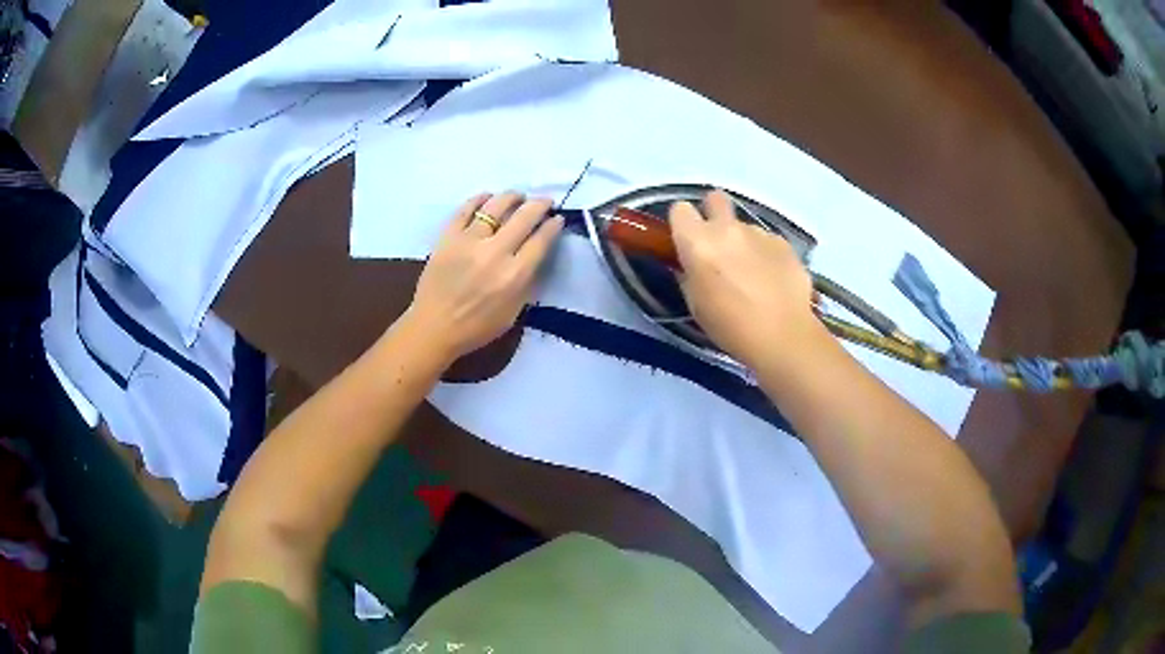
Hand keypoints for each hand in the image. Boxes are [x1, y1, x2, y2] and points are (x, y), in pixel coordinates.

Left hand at [405, 192, 563, 361]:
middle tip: (545, 202)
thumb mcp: (513, 311)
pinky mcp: (448, 237)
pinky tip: (488, 197)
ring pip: (495, 206)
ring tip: (518, 196)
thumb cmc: (477, 327)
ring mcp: (469, 241)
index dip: (553, 226)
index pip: (541, 240)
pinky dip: (479, 199)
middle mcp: (495, 253)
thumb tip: (536, 254)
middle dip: (540, 205)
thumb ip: (527, 281)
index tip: (557, 219)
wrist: (434, 327)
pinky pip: (465, 209)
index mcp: (514, 275)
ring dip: (512, 197)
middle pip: (524, 217)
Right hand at [669, 190, 823, 367]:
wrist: (783, 336)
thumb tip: (691, 265)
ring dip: (743, 242)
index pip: (680, 209)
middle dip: (714, 213)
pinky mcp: (784, 244)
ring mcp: (759, 233)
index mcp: (698, 242)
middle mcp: (727, 229)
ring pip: (744, 226)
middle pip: (715, 198)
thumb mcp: (696, 305)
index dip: (683, 223)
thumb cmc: (730, 327)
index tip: (687, 241)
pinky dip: (766, 255)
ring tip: (753, 275)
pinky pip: (767, 242)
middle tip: (719, 243)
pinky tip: (773, 281)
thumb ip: (690, 274)